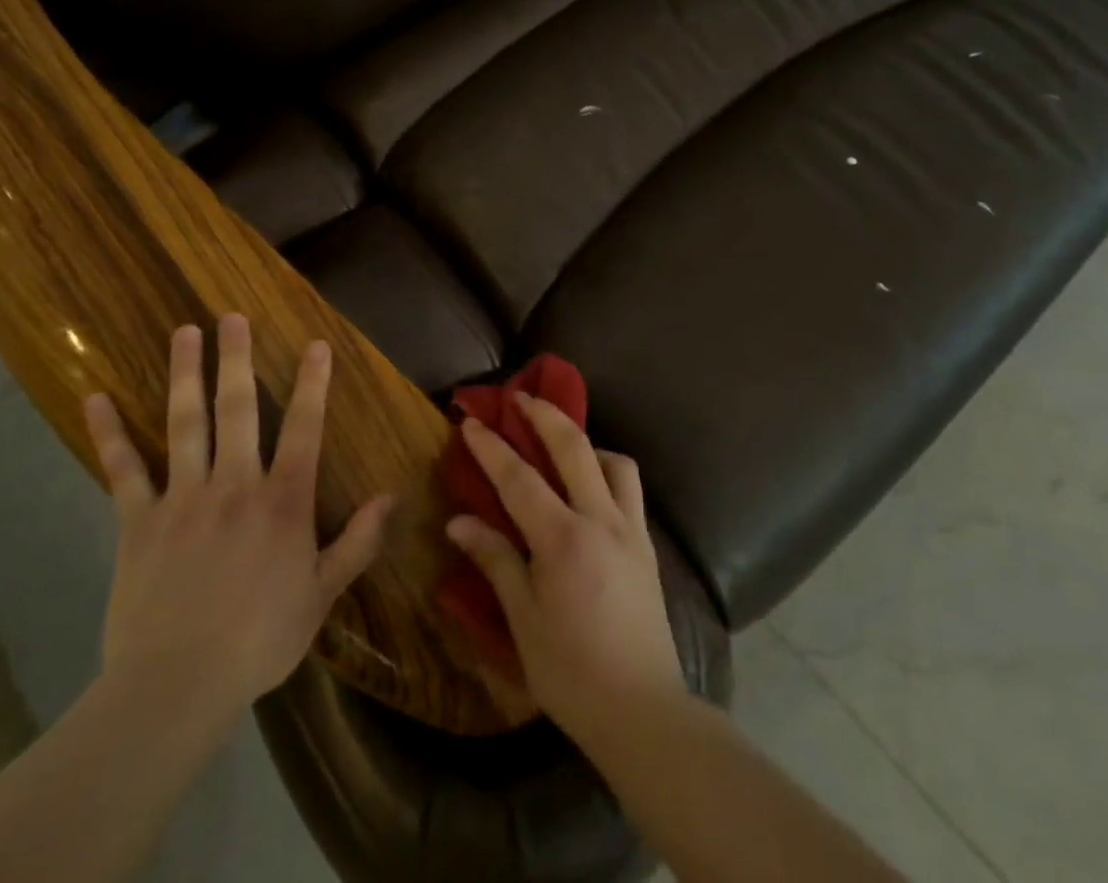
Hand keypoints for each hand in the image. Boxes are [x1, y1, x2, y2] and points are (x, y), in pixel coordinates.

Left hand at [83, 316, 394, 742]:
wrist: (176, 687)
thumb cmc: (260, 639)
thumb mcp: (321, 594)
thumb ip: (357, 542)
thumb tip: (391, 496)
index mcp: (282, 501)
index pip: (304, 428)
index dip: (312, 384)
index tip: (316, 344)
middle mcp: (234, 485)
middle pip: (237, 410)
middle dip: (237, 359)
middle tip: (232, 315)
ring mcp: (182, 498)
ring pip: (184, 424)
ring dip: (185, 375)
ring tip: (184, 333)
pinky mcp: (138, 522)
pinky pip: (123, 471)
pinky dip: (110, 434)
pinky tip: (96, 398)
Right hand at [445, 394, 684, 747]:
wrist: (643, 710)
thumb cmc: (571, 672)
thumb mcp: (523, 622)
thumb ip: (495, 562)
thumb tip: (459, 522)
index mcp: (563, 539)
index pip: (519, 478)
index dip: (492, 446)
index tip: (470, 422)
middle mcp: (601, 520)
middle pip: (574, 447)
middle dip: (544, 414)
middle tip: (520, 397)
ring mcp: (631, 529)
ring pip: (614, 461)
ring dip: (586, 443)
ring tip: (562, 449)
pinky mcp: (648, 545)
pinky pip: (630, 488)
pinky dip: (609, 471)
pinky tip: (592, 491)